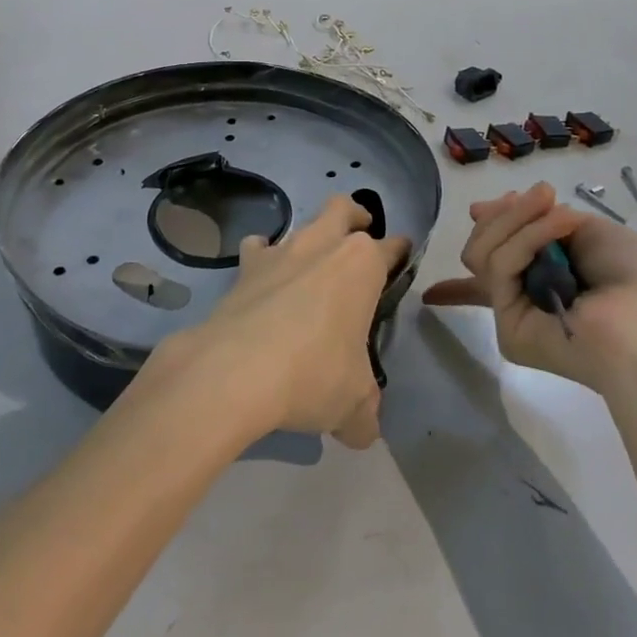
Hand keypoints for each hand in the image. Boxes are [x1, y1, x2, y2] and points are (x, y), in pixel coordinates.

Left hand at [165, 196, 409, 448]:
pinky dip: (262, 257)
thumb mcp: (353, 404)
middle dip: (355, 216)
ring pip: (301, 224)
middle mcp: (323, 245)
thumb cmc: (312, 375)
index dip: (399, 254)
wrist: (235, 370)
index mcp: (362, 265)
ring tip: (309, 265)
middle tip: (359, 234)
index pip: (391, 248)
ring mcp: (281, 251)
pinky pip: (257, 248)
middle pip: (343, 208)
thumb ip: (364, 412)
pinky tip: (263, 280)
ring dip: (309, 239)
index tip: (401, 260)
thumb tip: (363, 428)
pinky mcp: (245, 267)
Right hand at [422, 182, 636, 395]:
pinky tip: (560, 227)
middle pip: (482, 246)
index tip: (463, 235)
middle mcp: (526, 297)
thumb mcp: (588, 229)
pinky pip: (499, 267)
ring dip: (519, 219)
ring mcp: (515, 313)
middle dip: (506, 215)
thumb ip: (534, 219)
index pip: (494, 269)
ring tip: (557, 210)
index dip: (469, 262)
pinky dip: (528, 237)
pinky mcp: (509, 328)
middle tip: (541, 196)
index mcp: (547, 279)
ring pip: (482, 251)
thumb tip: (477, 209)